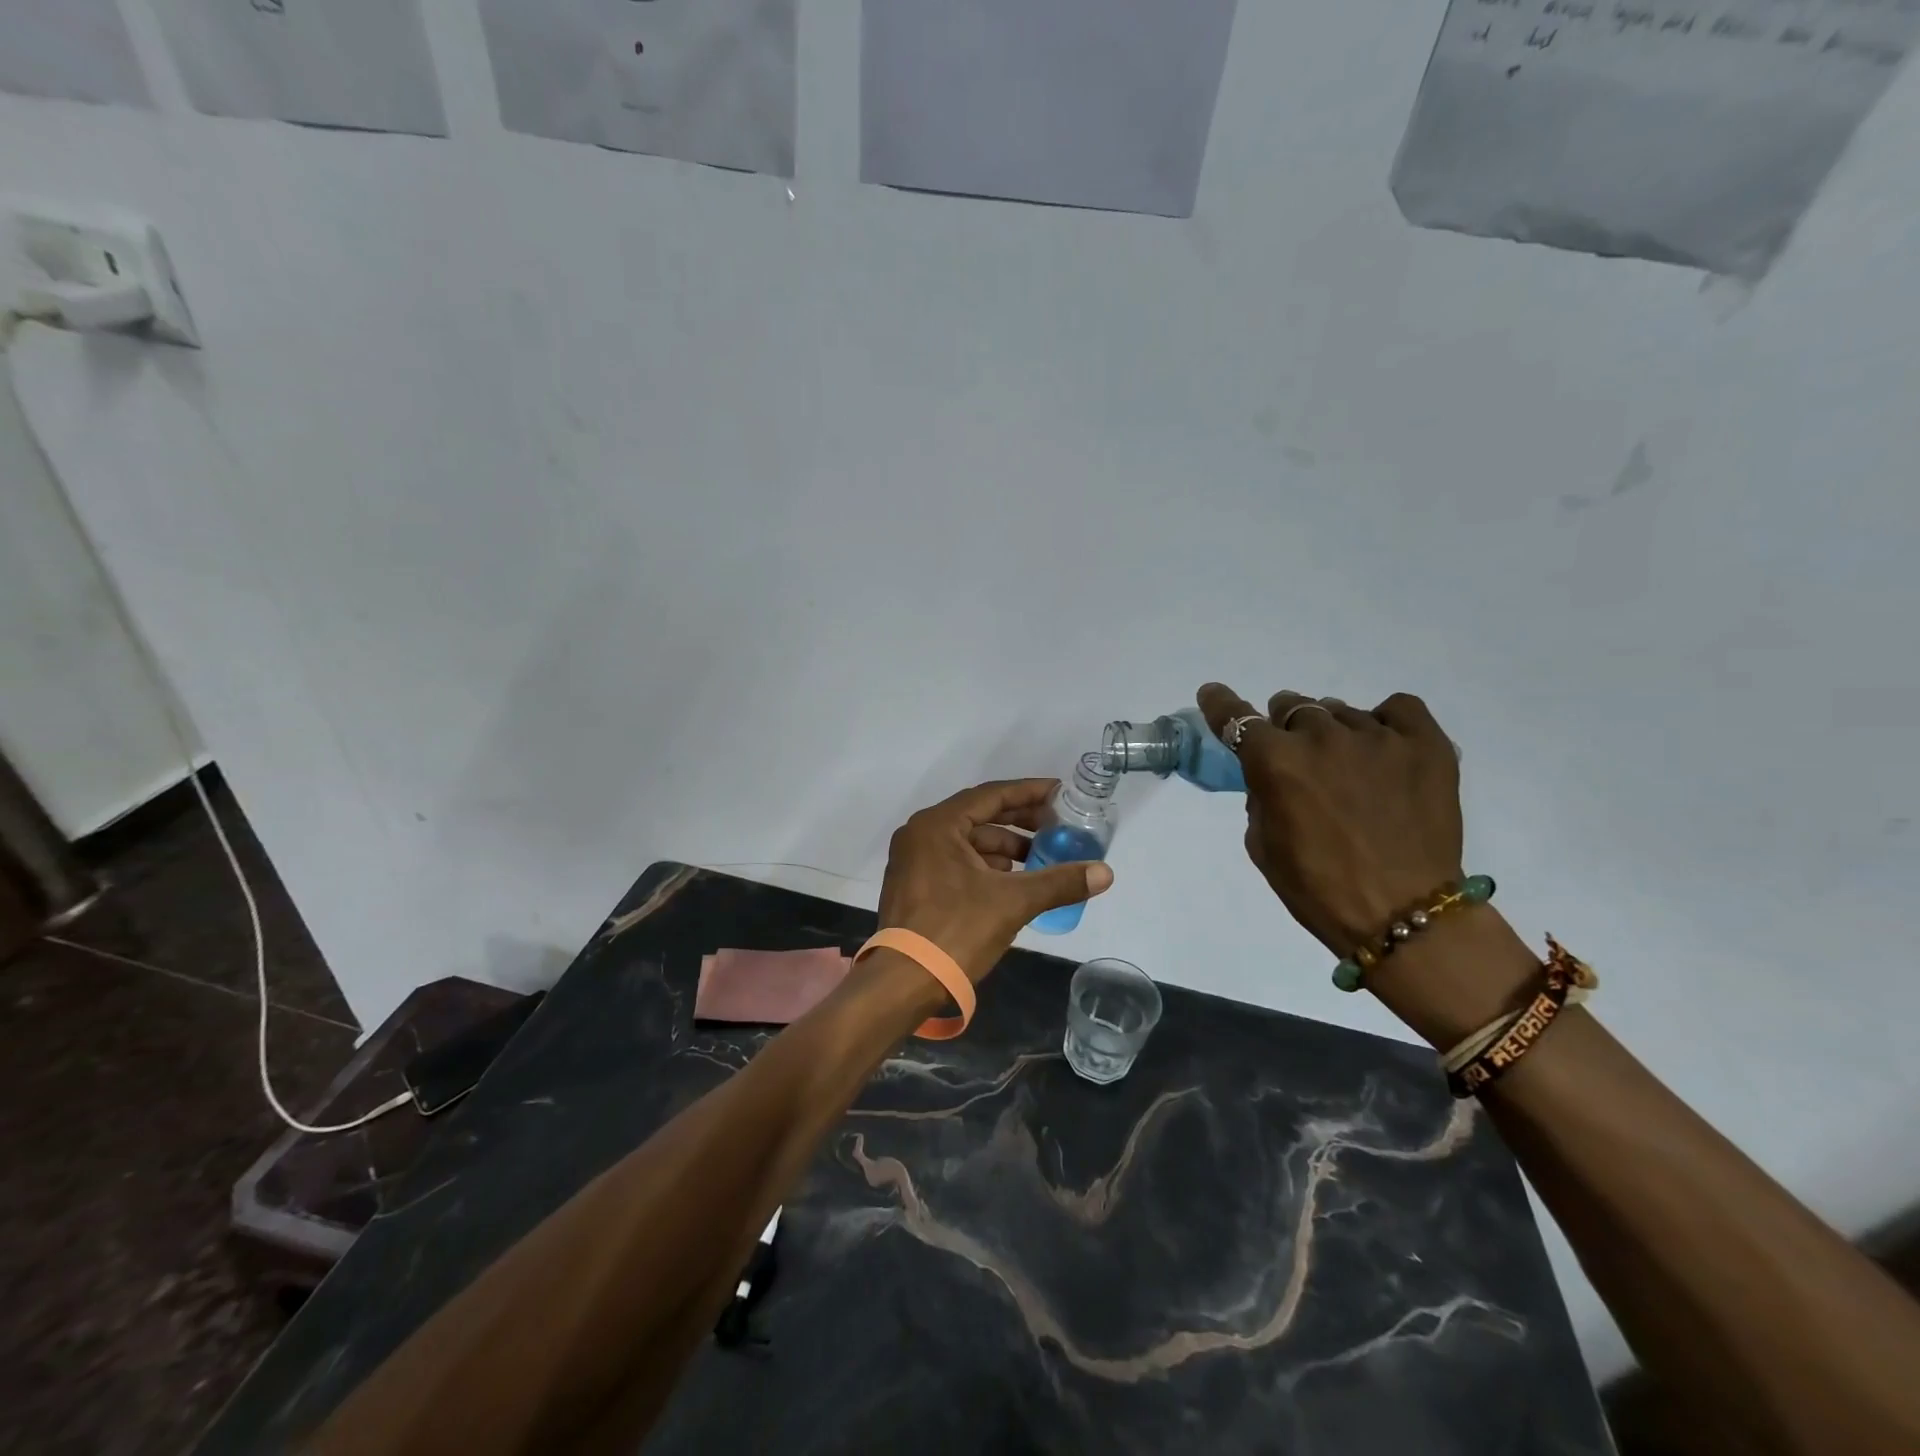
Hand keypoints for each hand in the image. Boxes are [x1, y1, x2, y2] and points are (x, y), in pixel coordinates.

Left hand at [877, 779, 1114, 981]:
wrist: (902, 983)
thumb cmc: (955, 931)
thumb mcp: (1013, 902)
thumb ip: (1059, 882)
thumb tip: (1105, 873)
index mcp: (937, 825)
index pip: (992, 795)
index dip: (1030, 793)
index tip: (1061, 794)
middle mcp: (921, 834)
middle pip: (979, 816)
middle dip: (1020, 822)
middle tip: (1058, 828)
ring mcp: (913, 860)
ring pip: (968, 842)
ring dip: (1005, 848)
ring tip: (1040, 859)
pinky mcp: (914, 885)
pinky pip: (957, 861)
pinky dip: (986, 866)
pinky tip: (1012, 881)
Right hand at [1196, 683, 1463, 956]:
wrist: (1404, 915)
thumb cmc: (1318, 888)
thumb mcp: (1263, 844)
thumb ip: (1261, 797)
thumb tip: (1274, 776)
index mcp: (1275, 762)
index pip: (1237, 719)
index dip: (1221, 704)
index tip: (1213, 693)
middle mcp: (1322, 737)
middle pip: (1292, 707)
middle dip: (1286, 728)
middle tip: (1297, 757)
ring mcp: (1377, 736)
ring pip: (1340, 711)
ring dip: (1332, 733)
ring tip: (1348, 766)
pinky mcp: (1426, 744)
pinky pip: (1398, 709)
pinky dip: (1385, 722)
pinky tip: (1384, 747)